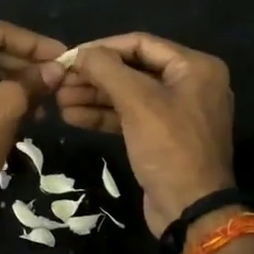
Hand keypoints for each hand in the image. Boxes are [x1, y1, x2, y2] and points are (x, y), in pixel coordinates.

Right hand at [58, 33, 235, 234]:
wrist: (190, 210)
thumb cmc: (169, 148)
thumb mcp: (138, 102)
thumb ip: (107, 69)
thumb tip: (81, 53)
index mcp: (195, 67)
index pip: (140, 43)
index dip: (102, 47)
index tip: (69, 56)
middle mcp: (190, 84)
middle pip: (133, 69)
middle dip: (95, 76)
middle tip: (59, 81)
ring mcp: (177, 112)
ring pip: (129, 95)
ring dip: (94, 96)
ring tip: (58, 99)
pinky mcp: (163, 137)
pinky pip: (131, 117)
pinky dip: (104, 115)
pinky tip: (72, 116)